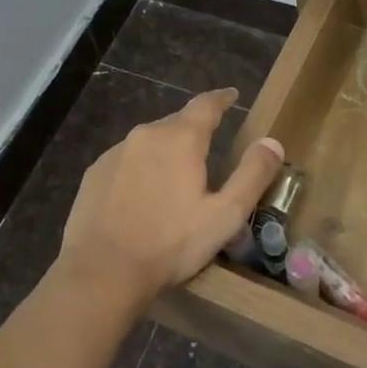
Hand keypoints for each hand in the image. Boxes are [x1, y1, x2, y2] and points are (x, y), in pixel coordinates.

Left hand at [55, 88, 285, 306]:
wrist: (102, 272)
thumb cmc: (170, 244)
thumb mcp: (225, 215)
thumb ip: (252, 175)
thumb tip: (272, 142)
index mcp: (181, 138)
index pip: (206, 104)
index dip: (222, 98)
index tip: (231, 95)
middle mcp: (146, 134)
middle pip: (177, 122)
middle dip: (195, 130)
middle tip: (209, 148)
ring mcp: (115, 153)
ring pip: (150, 142)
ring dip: (166, 151)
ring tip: (176, 177)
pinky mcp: (94, 173)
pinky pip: (126, 160)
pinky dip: (141, 169)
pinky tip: (143, 195)